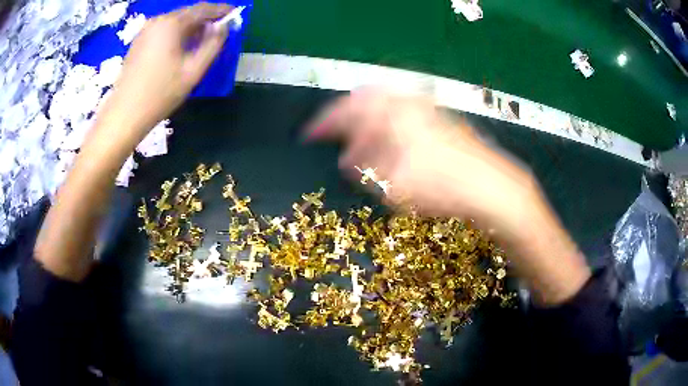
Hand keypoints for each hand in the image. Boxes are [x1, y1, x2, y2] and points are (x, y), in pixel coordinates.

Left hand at [101, 3, 232, 137]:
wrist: (124, 115)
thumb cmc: (160, 94)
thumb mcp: (194, 70)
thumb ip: (213, 44)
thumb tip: (223, 26)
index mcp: (172, 24)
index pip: (203, 8)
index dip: (221, 9)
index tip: (234, 14)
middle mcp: (157, 21)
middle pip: (188, 12)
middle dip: (205, 18)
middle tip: (219, 29)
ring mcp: (145, 31)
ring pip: (175, 21)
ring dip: (191, 26)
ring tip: (201, 39)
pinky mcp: (138, 42)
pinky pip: (163, 29)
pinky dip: (176, 33)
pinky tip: (181, 46)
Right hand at [306, 89, 538, 236]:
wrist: (489, 185)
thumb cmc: (440, 186)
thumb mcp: (394, 184)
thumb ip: (366, 168)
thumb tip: (347, 159)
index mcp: (390, 113)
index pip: (346, 110)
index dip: (323, 123)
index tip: (309, 134)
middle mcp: (406, 103)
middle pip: (365, 101)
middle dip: (346, 119)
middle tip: (334, 135)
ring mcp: (425, 108)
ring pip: (385, 107)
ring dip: (367, 124)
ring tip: (360, 146)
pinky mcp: (438, 119)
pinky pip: (402, 115)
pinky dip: (388, 127)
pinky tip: (389, 145)